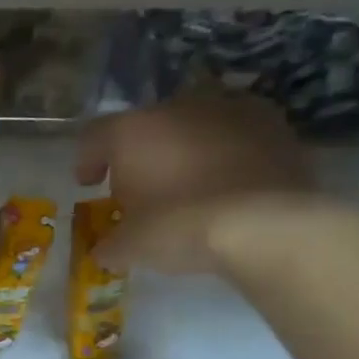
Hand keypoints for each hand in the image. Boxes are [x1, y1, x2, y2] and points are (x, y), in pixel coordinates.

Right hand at [76, 89, 313, 272]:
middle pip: (146, 128)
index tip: (90, 184)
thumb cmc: (179, 227)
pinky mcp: (271, 122)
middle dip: (141, 156)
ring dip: (184, 150)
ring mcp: (227, 109)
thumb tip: (104, 251)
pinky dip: (225, 154)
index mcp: (131, 131)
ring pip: (192, 127)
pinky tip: (227, 183)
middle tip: (142, 190)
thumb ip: (110, 244)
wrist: (266, 223)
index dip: (87, 161)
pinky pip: (234, 135)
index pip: (94, 137)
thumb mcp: (131, 247)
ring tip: (189, 185)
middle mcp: (176, 107)